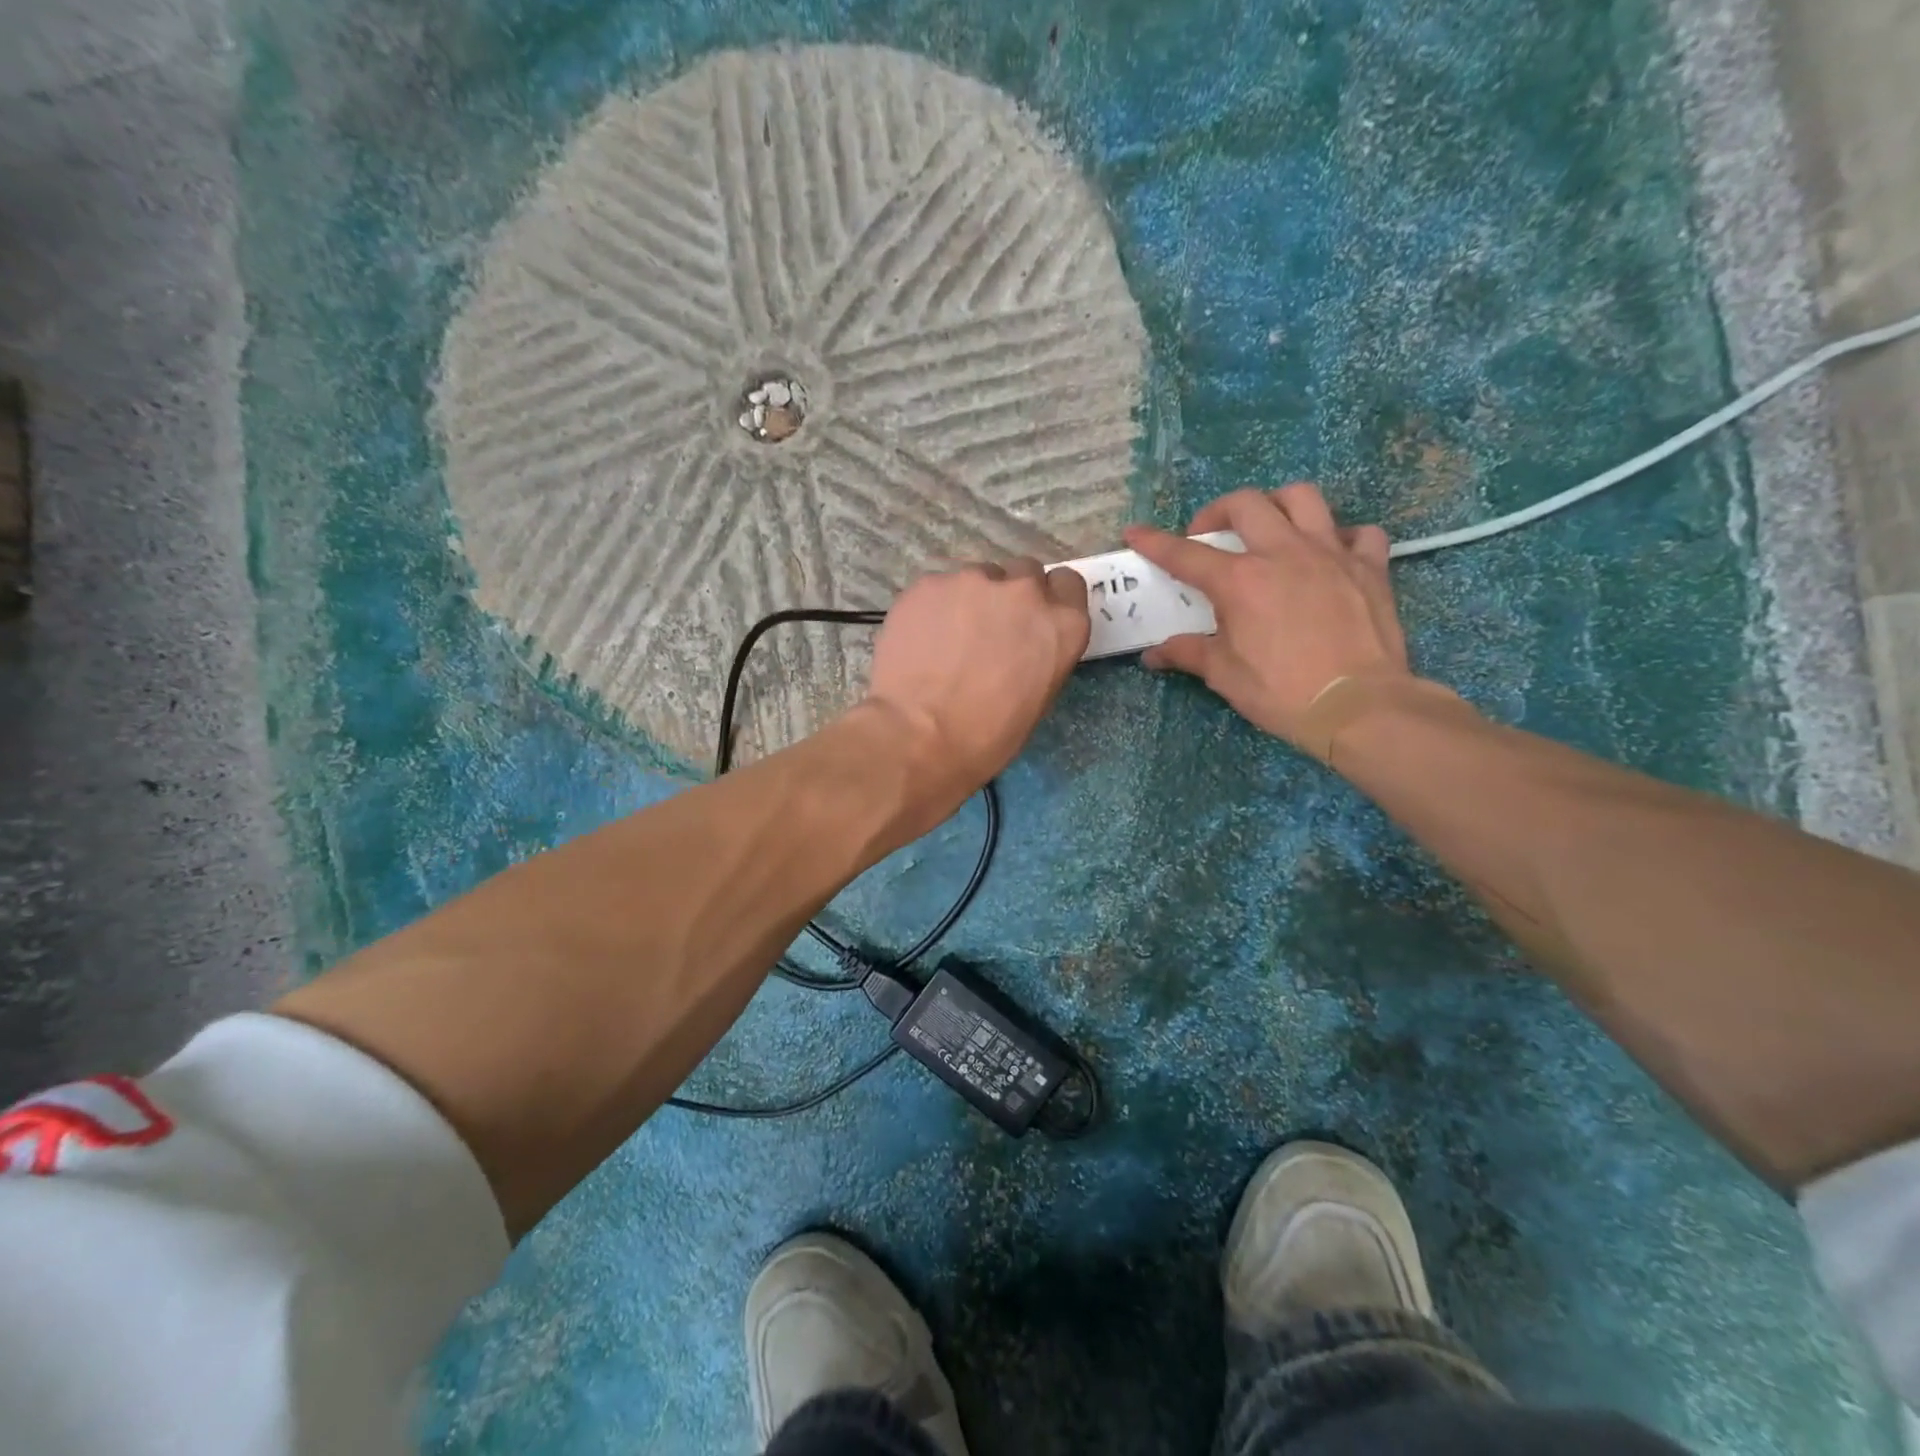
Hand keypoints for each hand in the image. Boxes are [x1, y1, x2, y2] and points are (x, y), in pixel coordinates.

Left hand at [861, 559, 1090, 807]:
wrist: (918, 736)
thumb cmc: (986, 736)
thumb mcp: (1037, 699)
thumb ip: (1040, 653)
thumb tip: (1022, 645)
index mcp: (1062, 624)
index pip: (1068, 585)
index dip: (1050, 600)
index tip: (1032, 620)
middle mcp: (1024, 592)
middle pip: (1024, 574)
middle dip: (1010, 597)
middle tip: (988, 631)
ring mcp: (973, 581)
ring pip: (978, 578)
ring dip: (970, 600)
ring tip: (947, 639)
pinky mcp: (929, 583)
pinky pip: (938, 588)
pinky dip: (934, 608)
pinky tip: (921, 640)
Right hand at [1123, 486, 1409, 750]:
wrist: (1358, 706)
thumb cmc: (1281, 692)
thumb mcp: (1224, 675)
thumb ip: (1188, 653)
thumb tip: (1153, 655)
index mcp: (1240, 581)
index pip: (1185, 553)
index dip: (1154, 541)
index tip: (1135, 532)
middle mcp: (1282, 553)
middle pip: (1245, 504)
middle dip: (1217, 511)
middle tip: (1209, 535)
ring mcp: (1330, 553)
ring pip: (1302, 498)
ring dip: (1277, 505)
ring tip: (1269, 527)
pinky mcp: (1369, 567)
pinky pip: (1359, 532)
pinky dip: (1341, 536)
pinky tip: (1330, 556)